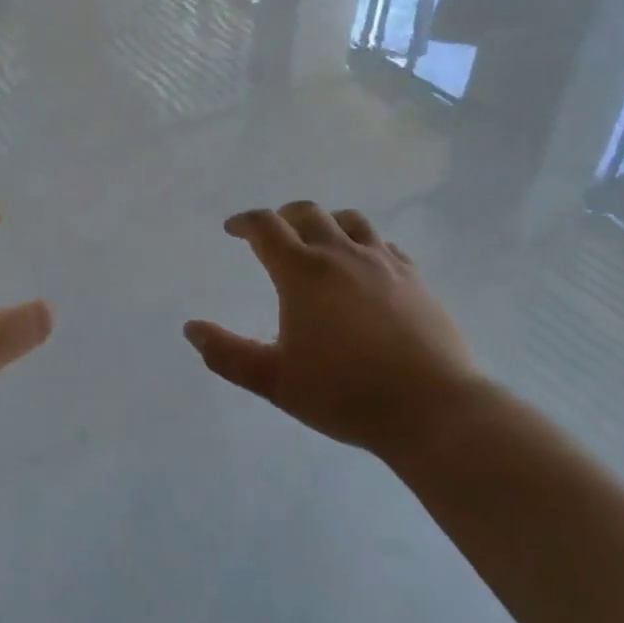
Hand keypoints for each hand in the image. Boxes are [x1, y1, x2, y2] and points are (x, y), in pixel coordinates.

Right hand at [184, 202, 479, 452]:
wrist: (432, 409)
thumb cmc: (344, 394)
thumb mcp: (274, 381)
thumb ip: (227, 354)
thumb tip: (191, 329)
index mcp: (303, 272)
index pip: (266, 227)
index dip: (244, 222)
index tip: (233, 229)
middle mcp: (341, 254)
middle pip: (307, 213)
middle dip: (284, 216)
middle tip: (274, 233)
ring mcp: (383, 263)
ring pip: (350, 221)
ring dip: (326, 223)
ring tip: (319, 241)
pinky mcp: (415, 278)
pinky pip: (384, 245)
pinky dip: (364, 245)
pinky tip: (365, 267)